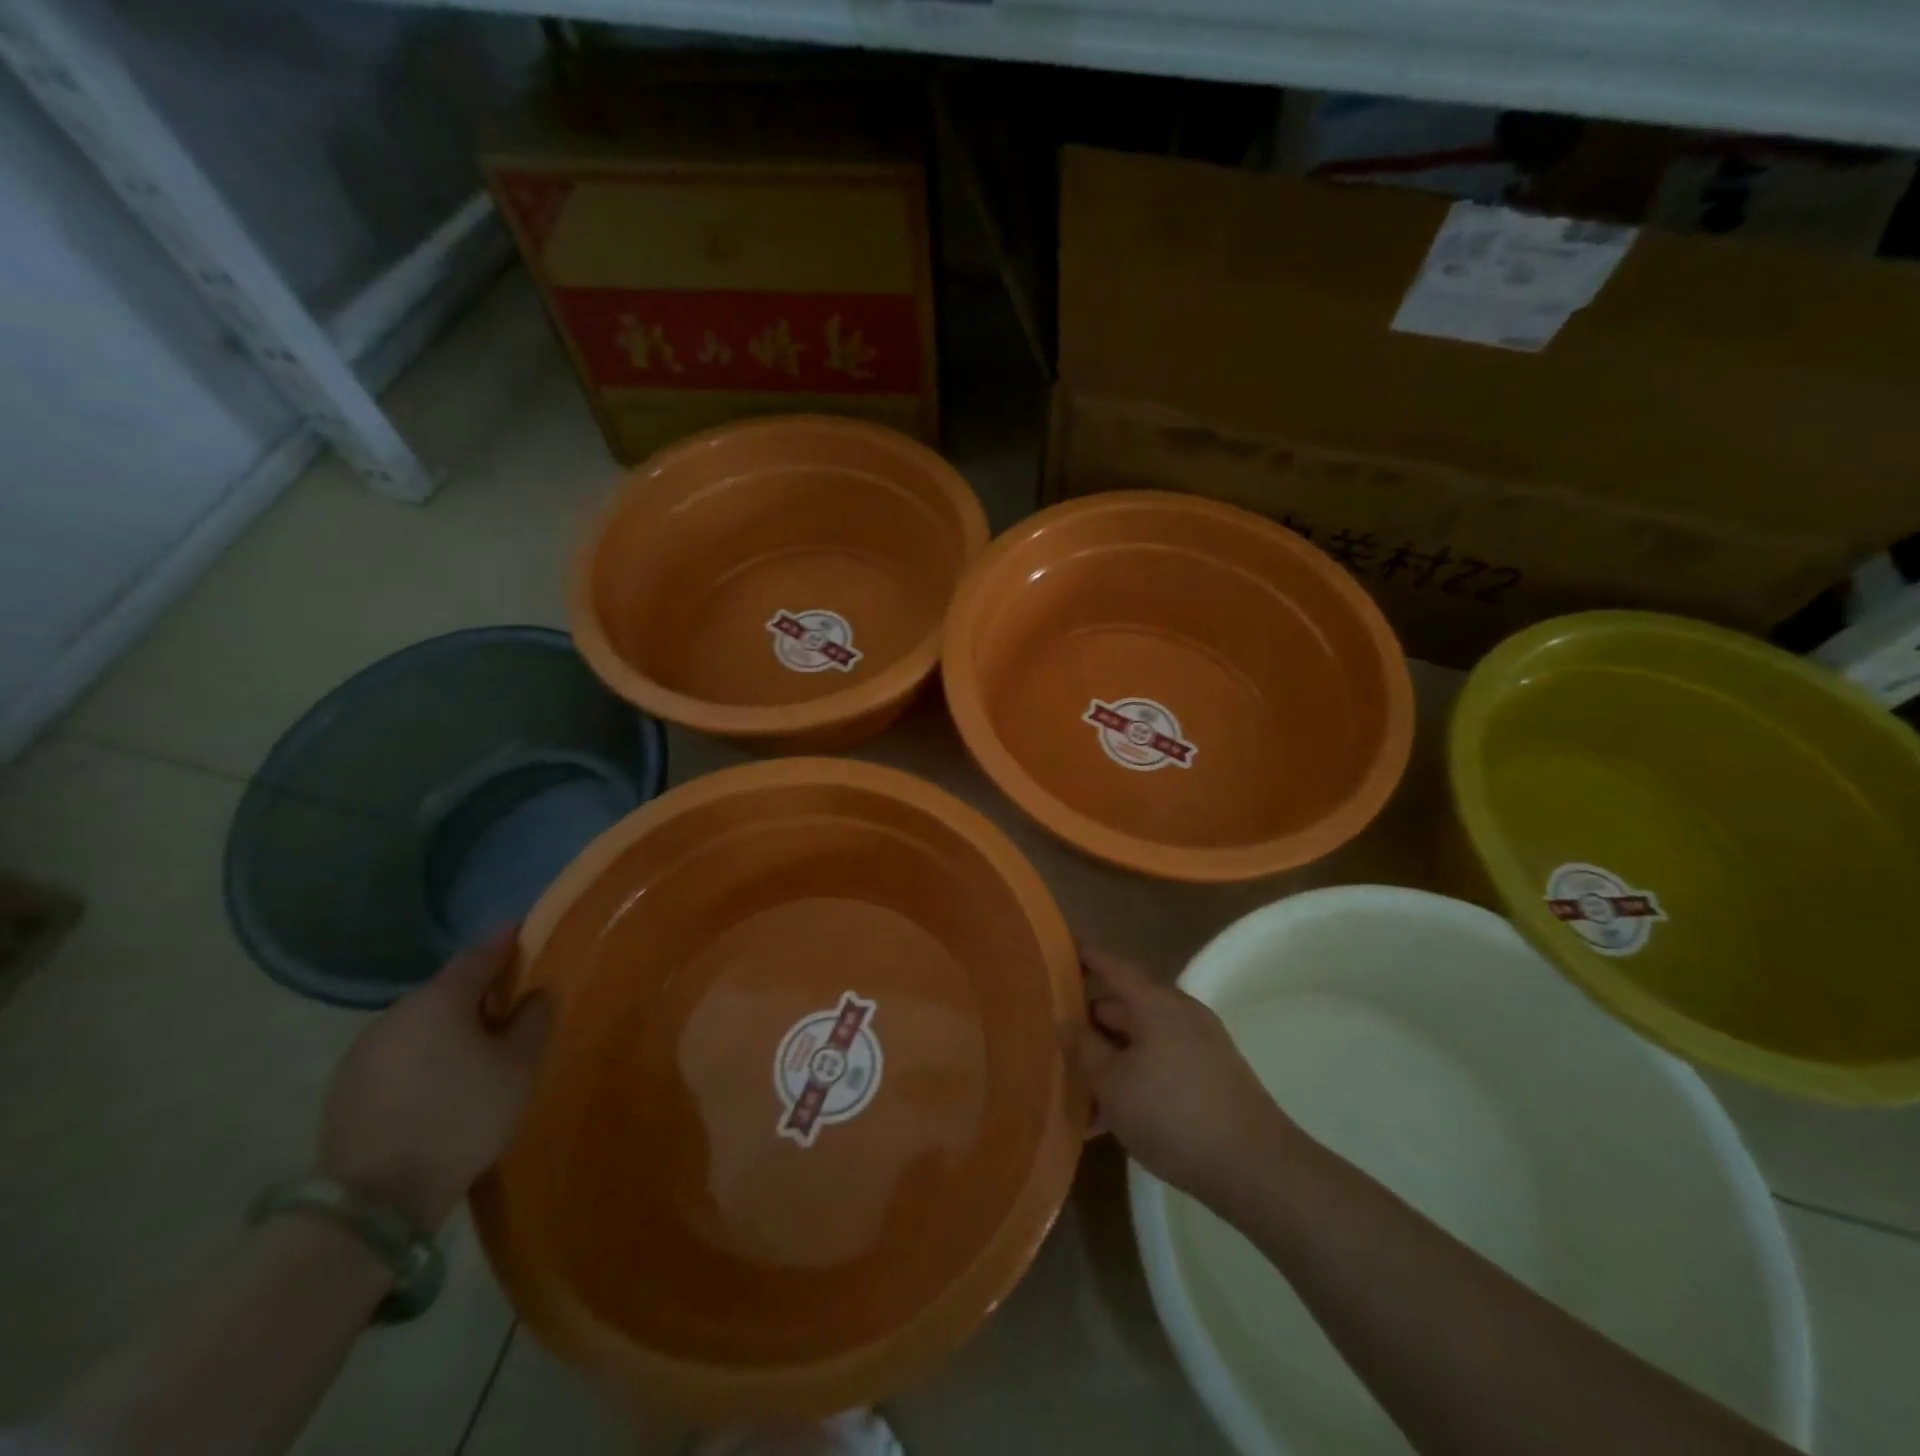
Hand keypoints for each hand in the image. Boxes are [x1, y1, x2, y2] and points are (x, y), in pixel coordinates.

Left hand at [317, 933, 552, 1231]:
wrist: (374, 1200)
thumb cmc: (462, 1117)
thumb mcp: (519, 1066)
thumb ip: (534, 1019)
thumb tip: (538, 992)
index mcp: (441, 998)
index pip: (481, 952)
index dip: (507, 940)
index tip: (525, 931)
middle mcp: (397, 1011)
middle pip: (448, 988)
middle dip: (480, 990)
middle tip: (511, 1003)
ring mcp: (365, 1049)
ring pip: (421, 1022)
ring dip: (450, 1025)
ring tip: (478, 1047)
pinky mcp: (347, 1086)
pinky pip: (400, 1052)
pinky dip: (424, 1053)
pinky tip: (440, 1080)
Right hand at [1067, 947, 1296, 1207]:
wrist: (1255, 1168)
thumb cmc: (1173, 1114)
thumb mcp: (1113, 1084)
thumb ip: (1083, 1048)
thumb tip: (1066, 1021)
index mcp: (1155, 1003)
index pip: (1113, 966)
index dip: (1086, 956)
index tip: (1060, 948)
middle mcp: (1179, 1014)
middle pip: (1125, 1005)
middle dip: (1090, 1022)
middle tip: (1054, 1035)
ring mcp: (1199, 1045)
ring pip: (1141, 1041)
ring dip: (1109, 1059)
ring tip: (1076, 1088)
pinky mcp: (1211, 1076)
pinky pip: (1160, 1064)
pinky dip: (1134, 1078)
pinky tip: (1110, 1117)